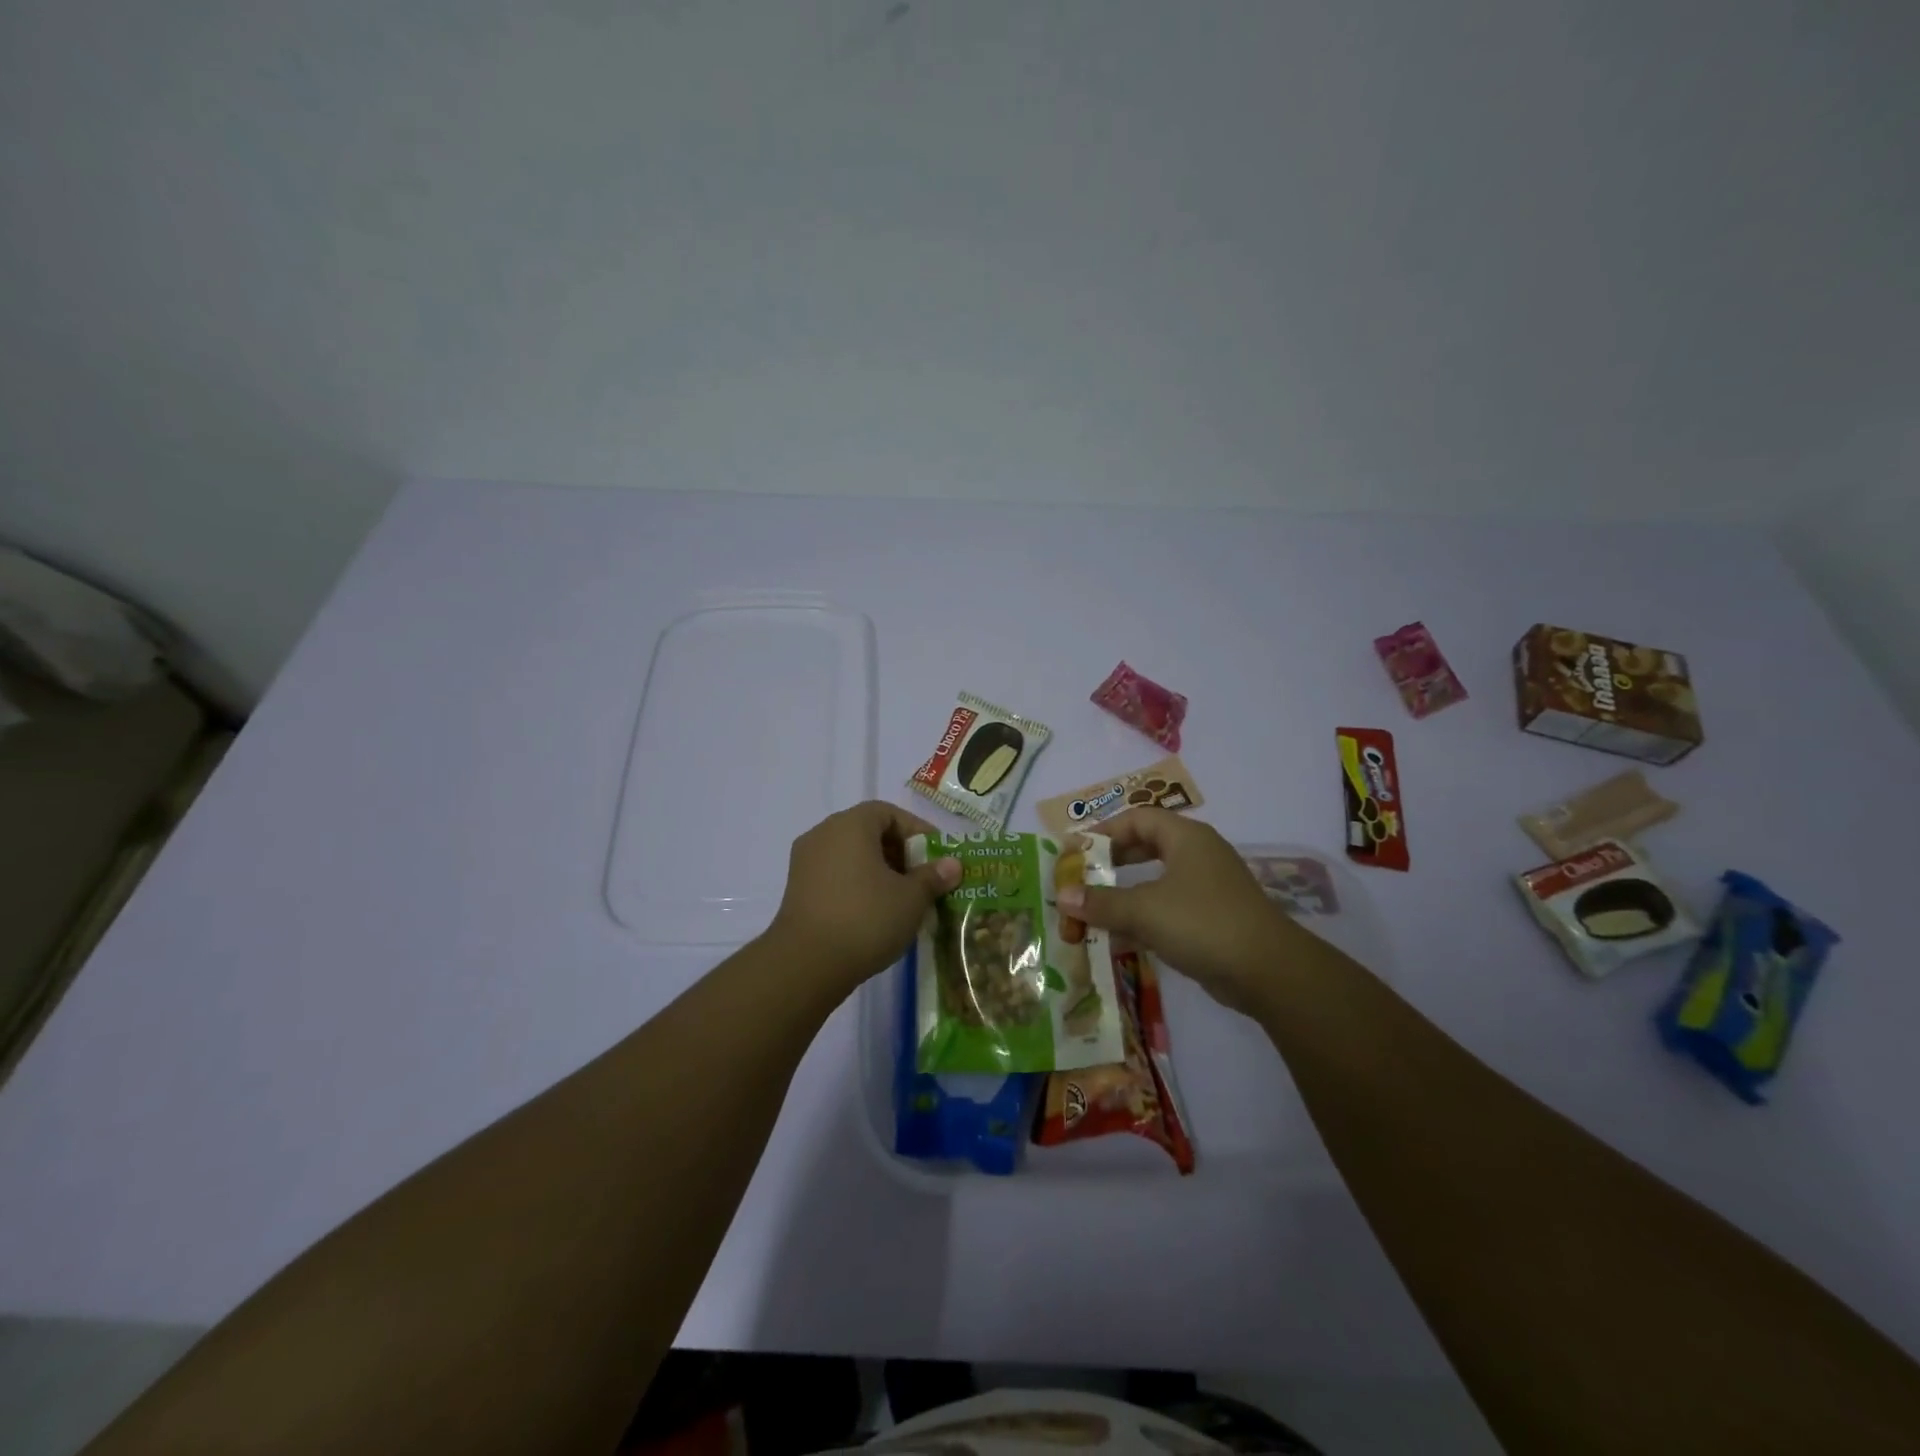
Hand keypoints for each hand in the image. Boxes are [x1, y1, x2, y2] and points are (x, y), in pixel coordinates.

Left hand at [765, 801, 960, 994]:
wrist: (806, 964)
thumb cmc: (866, 918)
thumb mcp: (911, 898)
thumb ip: (933, 877)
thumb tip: (953, 864)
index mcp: (850, 825)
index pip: (888, 813)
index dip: (916, 830)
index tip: (936, 856)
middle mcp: (823, 834)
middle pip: (868, 832)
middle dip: (899, 853)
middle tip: (923, 879)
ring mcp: (805, 862)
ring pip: (851, 856)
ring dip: (879, 871)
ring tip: (903, 899)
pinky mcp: (797, 890)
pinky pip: (835, 875)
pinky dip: (858, 885)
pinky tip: (875, 913)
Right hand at [1055, 808, 1299, 1013]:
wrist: (1268, 971)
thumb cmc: (1202, 922)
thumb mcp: (1144, 910)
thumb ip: (1101, 902)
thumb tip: (1062, 895)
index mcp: (1186, 837)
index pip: (1137, 818)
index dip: (1104, 831)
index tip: (1076, 850)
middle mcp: (1198, 855)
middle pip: (1146, 846)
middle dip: (1112, 861)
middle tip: (1082, 876)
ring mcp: (1208, 887)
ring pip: (1156, 880)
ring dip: (1125, 893)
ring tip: (1093, 908)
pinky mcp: (1212, 918)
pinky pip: (1168, 907)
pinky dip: (1143, 916)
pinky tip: (1119, 937)